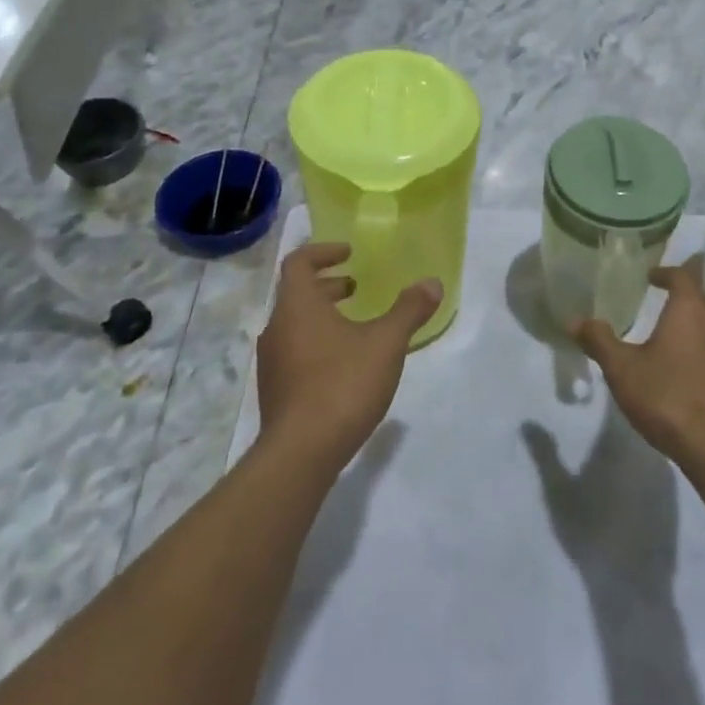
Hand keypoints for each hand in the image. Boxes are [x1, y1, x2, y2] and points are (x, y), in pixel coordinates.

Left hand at [257, 242, 442, 471]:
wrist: (301, 453)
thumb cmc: (342, 384)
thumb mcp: (386, 342)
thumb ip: (409, 309)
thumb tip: (432, 283)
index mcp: (298, 306)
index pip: (298, 262)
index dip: (323, 251)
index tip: (349, 253)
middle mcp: (277, 328)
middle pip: (297, 293)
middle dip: (328, 285)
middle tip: (356, 287)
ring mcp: (272, 362)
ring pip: (296, 324)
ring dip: (323, 315)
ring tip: (356, 325)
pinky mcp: (275, 390)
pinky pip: (295, 351)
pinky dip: (318, 342)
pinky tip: (345, 363)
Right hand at [570, 260, 704, 475]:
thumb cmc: (668, 397)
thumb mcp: (622, 369)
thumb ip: (599, 341)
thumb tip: (575, 320)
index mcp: (690, 310)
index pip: (682, 276)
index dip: (666, 272)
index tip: (651, 276)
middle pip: (701, 299)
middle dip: (682, 296)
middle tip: (659, 301)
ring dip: (694, 325)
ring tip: (670, 335)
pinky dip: (703, 350)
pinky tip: (687, 371)